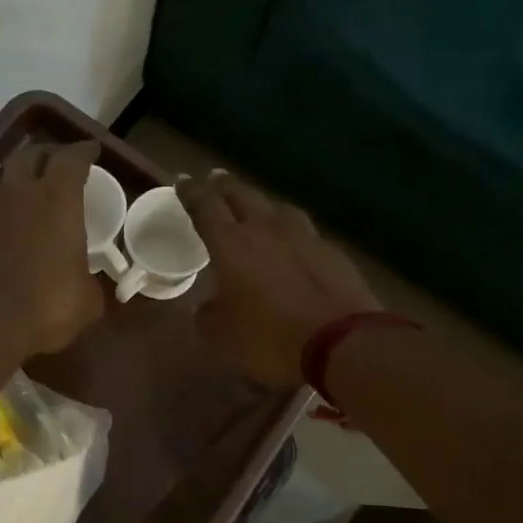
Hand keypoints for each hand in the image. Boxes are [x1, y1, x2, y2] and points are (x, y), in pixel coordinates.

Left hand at [0, 140, 103, 359]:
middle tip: (58, 165)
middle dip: (47, 155)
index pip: (71, 158)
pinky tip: (2, 230)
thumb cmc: (47, 308)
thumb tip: (88, 282)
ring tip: (28, 196)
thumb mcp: (87, 300)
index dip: (83, 151)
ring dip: (17, 182)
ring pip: (2, 181)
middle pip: (30, 155)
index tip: (91, 152)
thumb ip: (90, 280)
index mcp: (57, 200)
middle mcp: (18, 194)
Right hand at [180, 172, 379, 386]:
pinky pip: (304, 231)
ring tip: (256, 207)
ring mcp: (303, 237)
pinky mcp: (331, 251)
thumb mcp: (223, 334)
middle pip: (242, 196)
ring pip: (277, 207)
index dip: (191, 192)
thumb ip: (208, 315)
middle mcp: (266, 229)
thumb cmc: (269, 337)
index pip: (205, 207)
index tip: (183, 180)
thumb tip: (205, 307)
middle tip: (215, 179)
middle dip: (225, 186)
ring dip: (261, 204)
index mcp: (231, 244)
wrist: (339, 343)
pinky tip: (292, 241)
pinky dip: (291, 231)